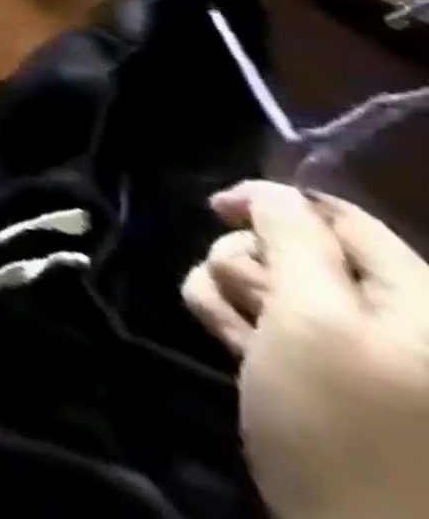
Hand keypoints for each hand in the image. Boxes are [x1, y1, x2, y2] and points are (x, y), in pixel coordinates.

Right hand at [181, 181, 428, 518]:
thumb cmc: (344, 428)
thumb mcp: (313, 321)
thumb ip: (293, 240)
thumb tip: (269, 192)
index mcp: (421, 305)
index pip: (338, 215)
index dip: (270, 200)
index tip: (213, 209)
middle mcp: (400, 323)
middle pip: (295, 250)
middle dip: (247, 264)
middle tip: (248, 305)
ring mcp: (366, 356)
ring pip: (269, 286)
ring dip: (233, 300)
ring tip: (238, 341)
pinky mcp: (329, 380)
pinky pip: (270, 326)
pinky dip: (240, 330)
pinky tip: (237, 355)